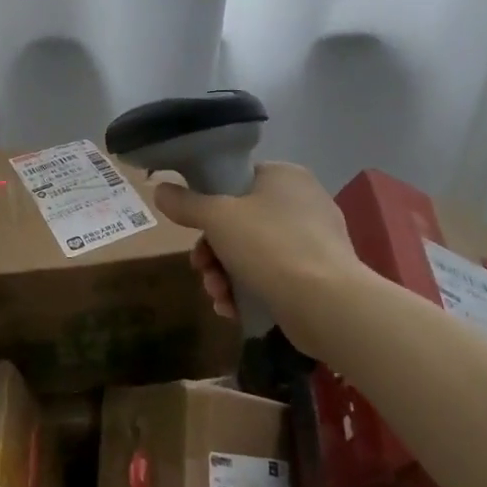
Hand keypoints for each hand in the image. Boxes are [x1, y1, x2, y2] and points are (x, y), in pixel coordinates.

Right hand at [153, 163, 365, 346]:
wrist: (327, 304)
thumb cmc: (269, 245)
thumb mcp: (216, 217)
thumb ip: (185, 202)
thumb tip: (159, 190)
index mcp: (285, 176)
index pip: (236, 179)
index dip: (207, 201)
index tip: (191, 227)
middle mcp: (302, 202)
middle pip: (238, 221)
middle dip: (211, 251)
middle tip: (200, 268)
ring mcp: (313, 241)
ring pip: (250, 252)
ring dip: (223, 275)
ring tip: (217, 295)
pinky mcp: (317, 277)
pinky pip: (271, 276)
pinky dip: (247, 291)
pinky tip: (231, 309)